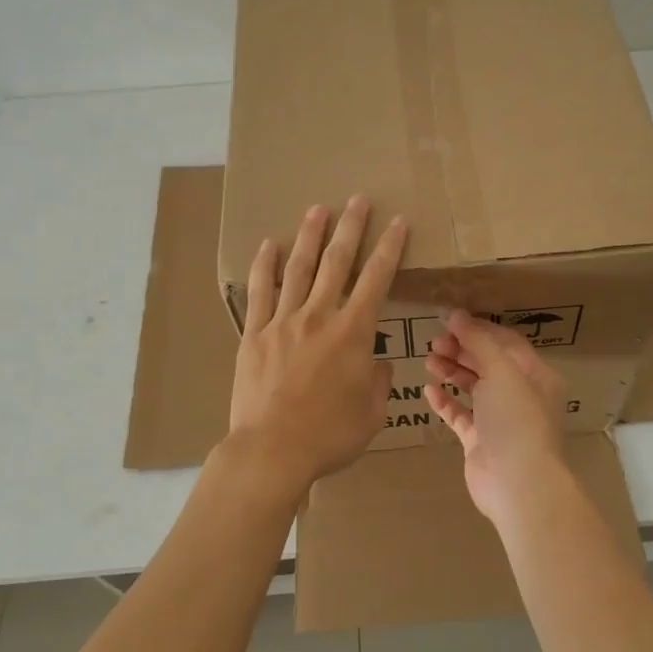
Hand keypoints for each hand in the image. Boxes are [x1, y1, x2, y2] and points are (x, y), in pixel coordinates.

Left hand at [228, 196, 407, 491]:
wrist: (272, 451)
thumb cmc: (329, 436)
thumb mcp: (372, 413)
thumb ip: (378, 381)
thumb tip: (375, 362)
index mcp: (354, 333)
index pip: (377, 279)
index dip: (390, 247)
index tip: (398, 222)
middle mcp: (319, 316)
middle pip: (337, 262)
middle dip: (351, 227)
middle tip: (358, 200)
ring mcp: (283, 322)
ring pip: (299, 268)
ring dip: (310, 236)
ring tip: (318, 209)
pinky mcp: (254, 335)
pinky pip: (260, 292)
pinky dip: (264, 266)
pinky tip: (268, 244)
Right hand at [423, 310, 567, 525]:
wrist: (517, 483)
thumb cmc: (516, 419)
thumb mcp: (501, 370)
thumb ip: (478, 341)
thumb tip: (456, 314)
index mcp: (536, 375)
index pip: (506, 342)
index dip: (479, 329)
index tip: (449, 320)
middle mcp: (520, 395)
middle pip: (488, 363)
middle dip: (462, 349)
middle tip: (435, 342)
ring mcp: (500, 420)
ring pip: (473, 387)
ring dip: (452, 371)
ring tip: (429, 361)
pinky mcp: (480, 442)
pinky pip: (460, 415)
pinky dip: (446, 401)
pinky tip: (429, 390)